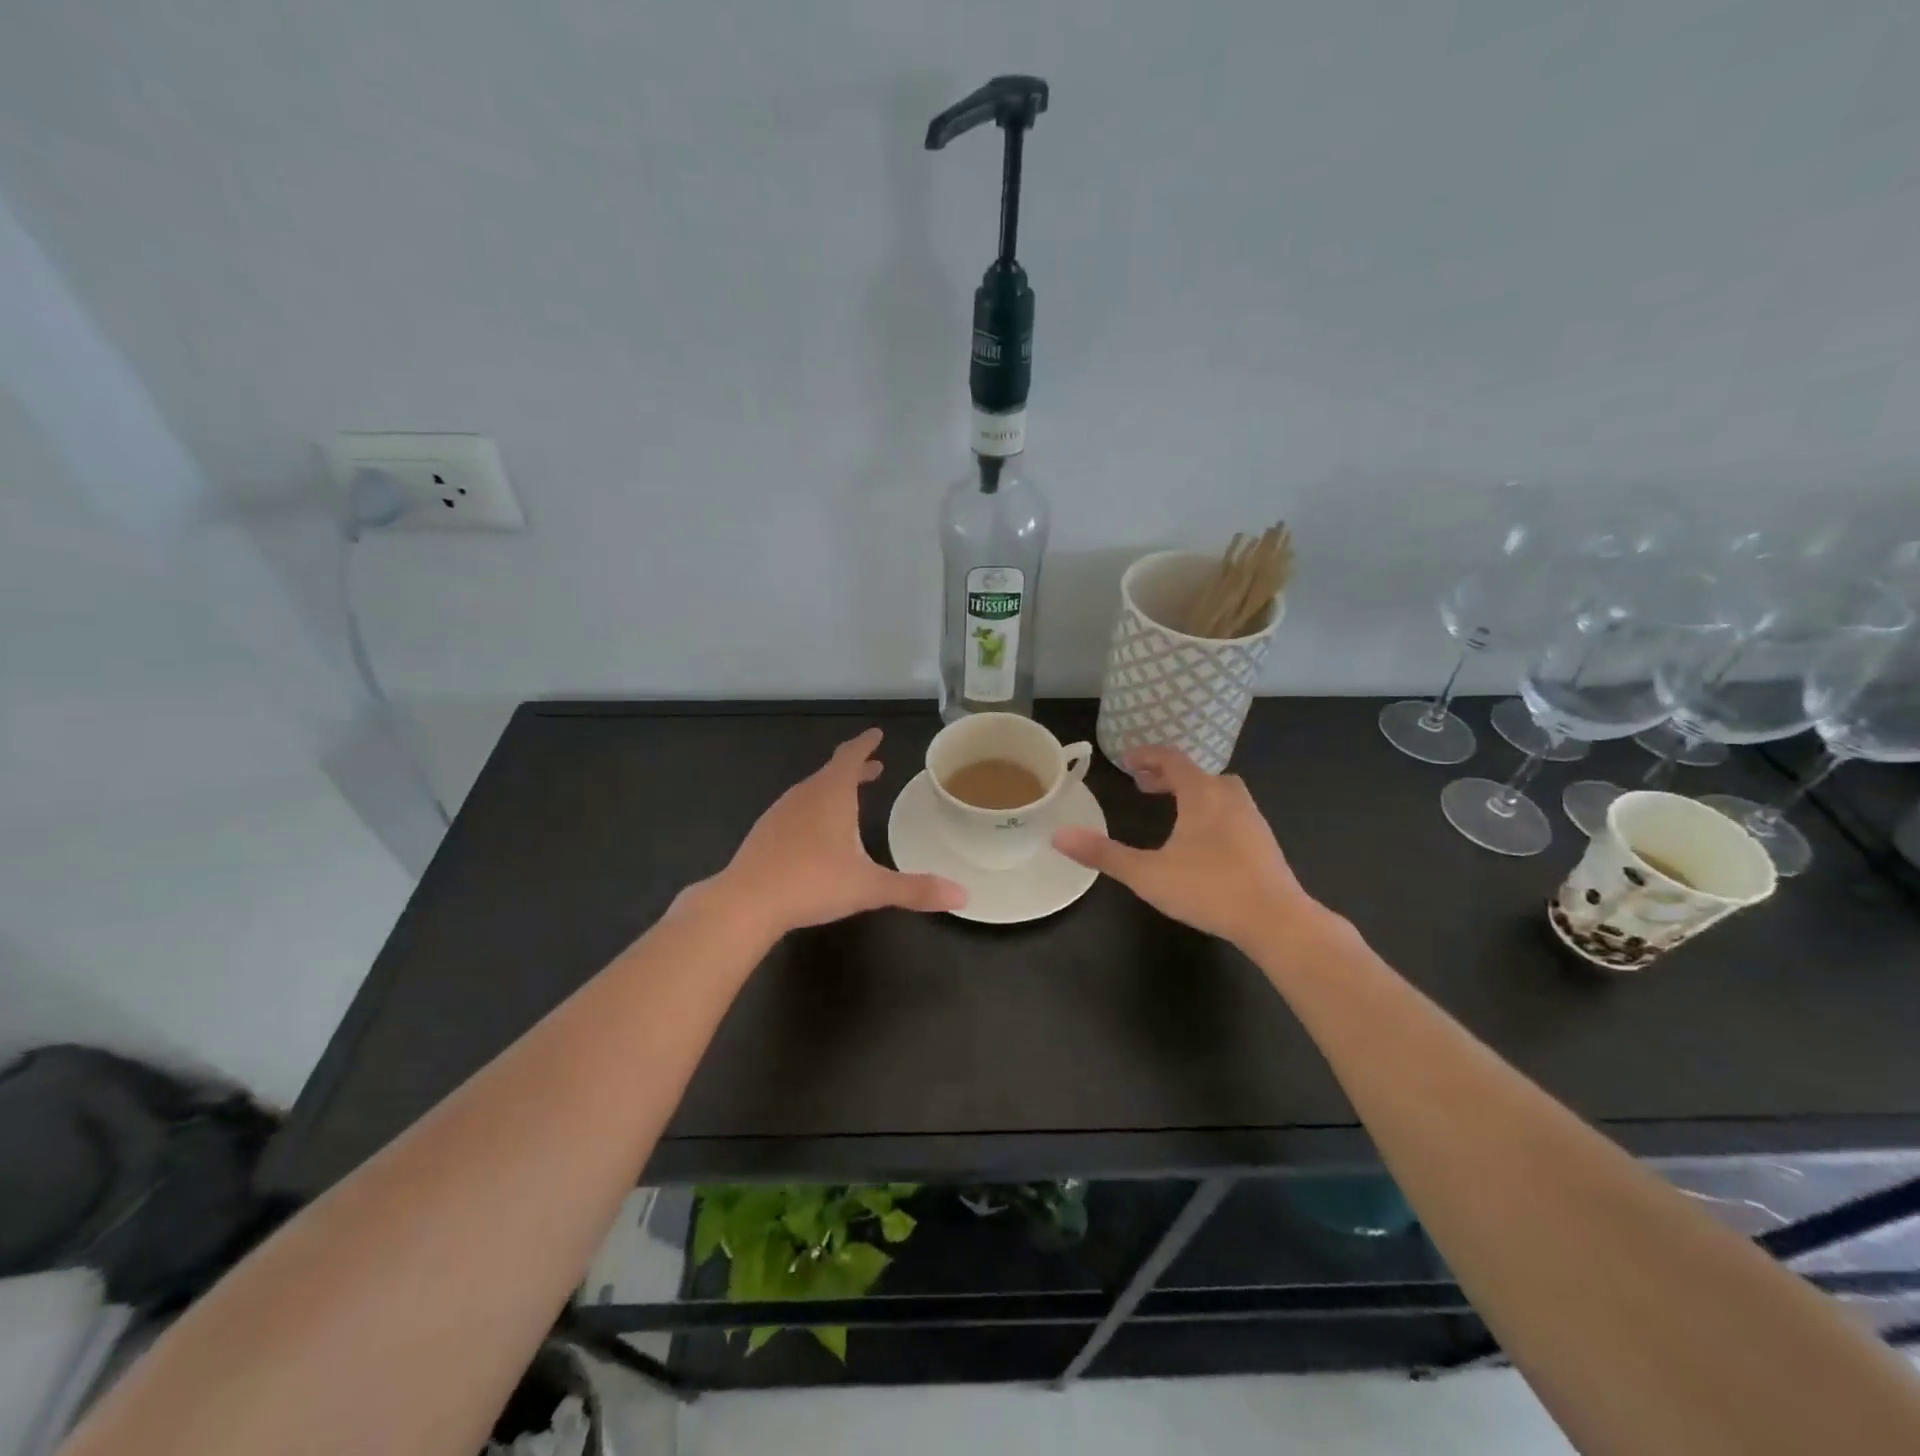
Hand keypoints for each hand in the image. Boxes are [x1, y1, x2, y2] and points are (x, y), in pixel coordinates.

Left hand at [711, 728, 966, 936]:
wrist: (746, 901)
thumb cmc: (812, 883)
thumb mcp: (869, 887)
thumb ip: (915, 889)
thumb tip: (964, 895)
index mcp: (832, 795)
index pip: (851, 757)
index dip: (866, 744)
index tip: (876, 733)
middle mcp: (805, 795)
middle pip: (832, 771)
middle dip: (854, 768)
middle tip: (874, 768)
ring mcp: (781, 812)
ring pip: (812, 790)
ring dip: (833, 788)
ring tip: (848, 798)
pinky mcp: (766, 832)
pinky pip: (796, 809)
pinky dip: (814, 808)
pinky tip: (815, 832)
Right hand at [1052, 745, 1319, 949]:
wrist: (1276, 919)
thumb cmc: (1209, 889)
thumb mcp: (1147, 874)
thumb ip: (1103, 854)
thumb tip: (1058, 835)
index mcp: (1202, 793)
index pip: (1172, 758)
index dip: (1147, 755)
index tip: (1126, 761)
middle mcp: (1229, 796)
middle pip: (1196, 772)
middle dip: (1167, 775)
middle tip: (1143, 785)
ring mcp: (1251, 818)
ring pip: (1218, 791)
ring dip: (1191, 792)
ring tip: (1172, 809)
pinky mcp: (1263, 841)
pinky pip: (1231, 811)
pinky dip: (1210, 810)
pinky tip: (1202, 840)